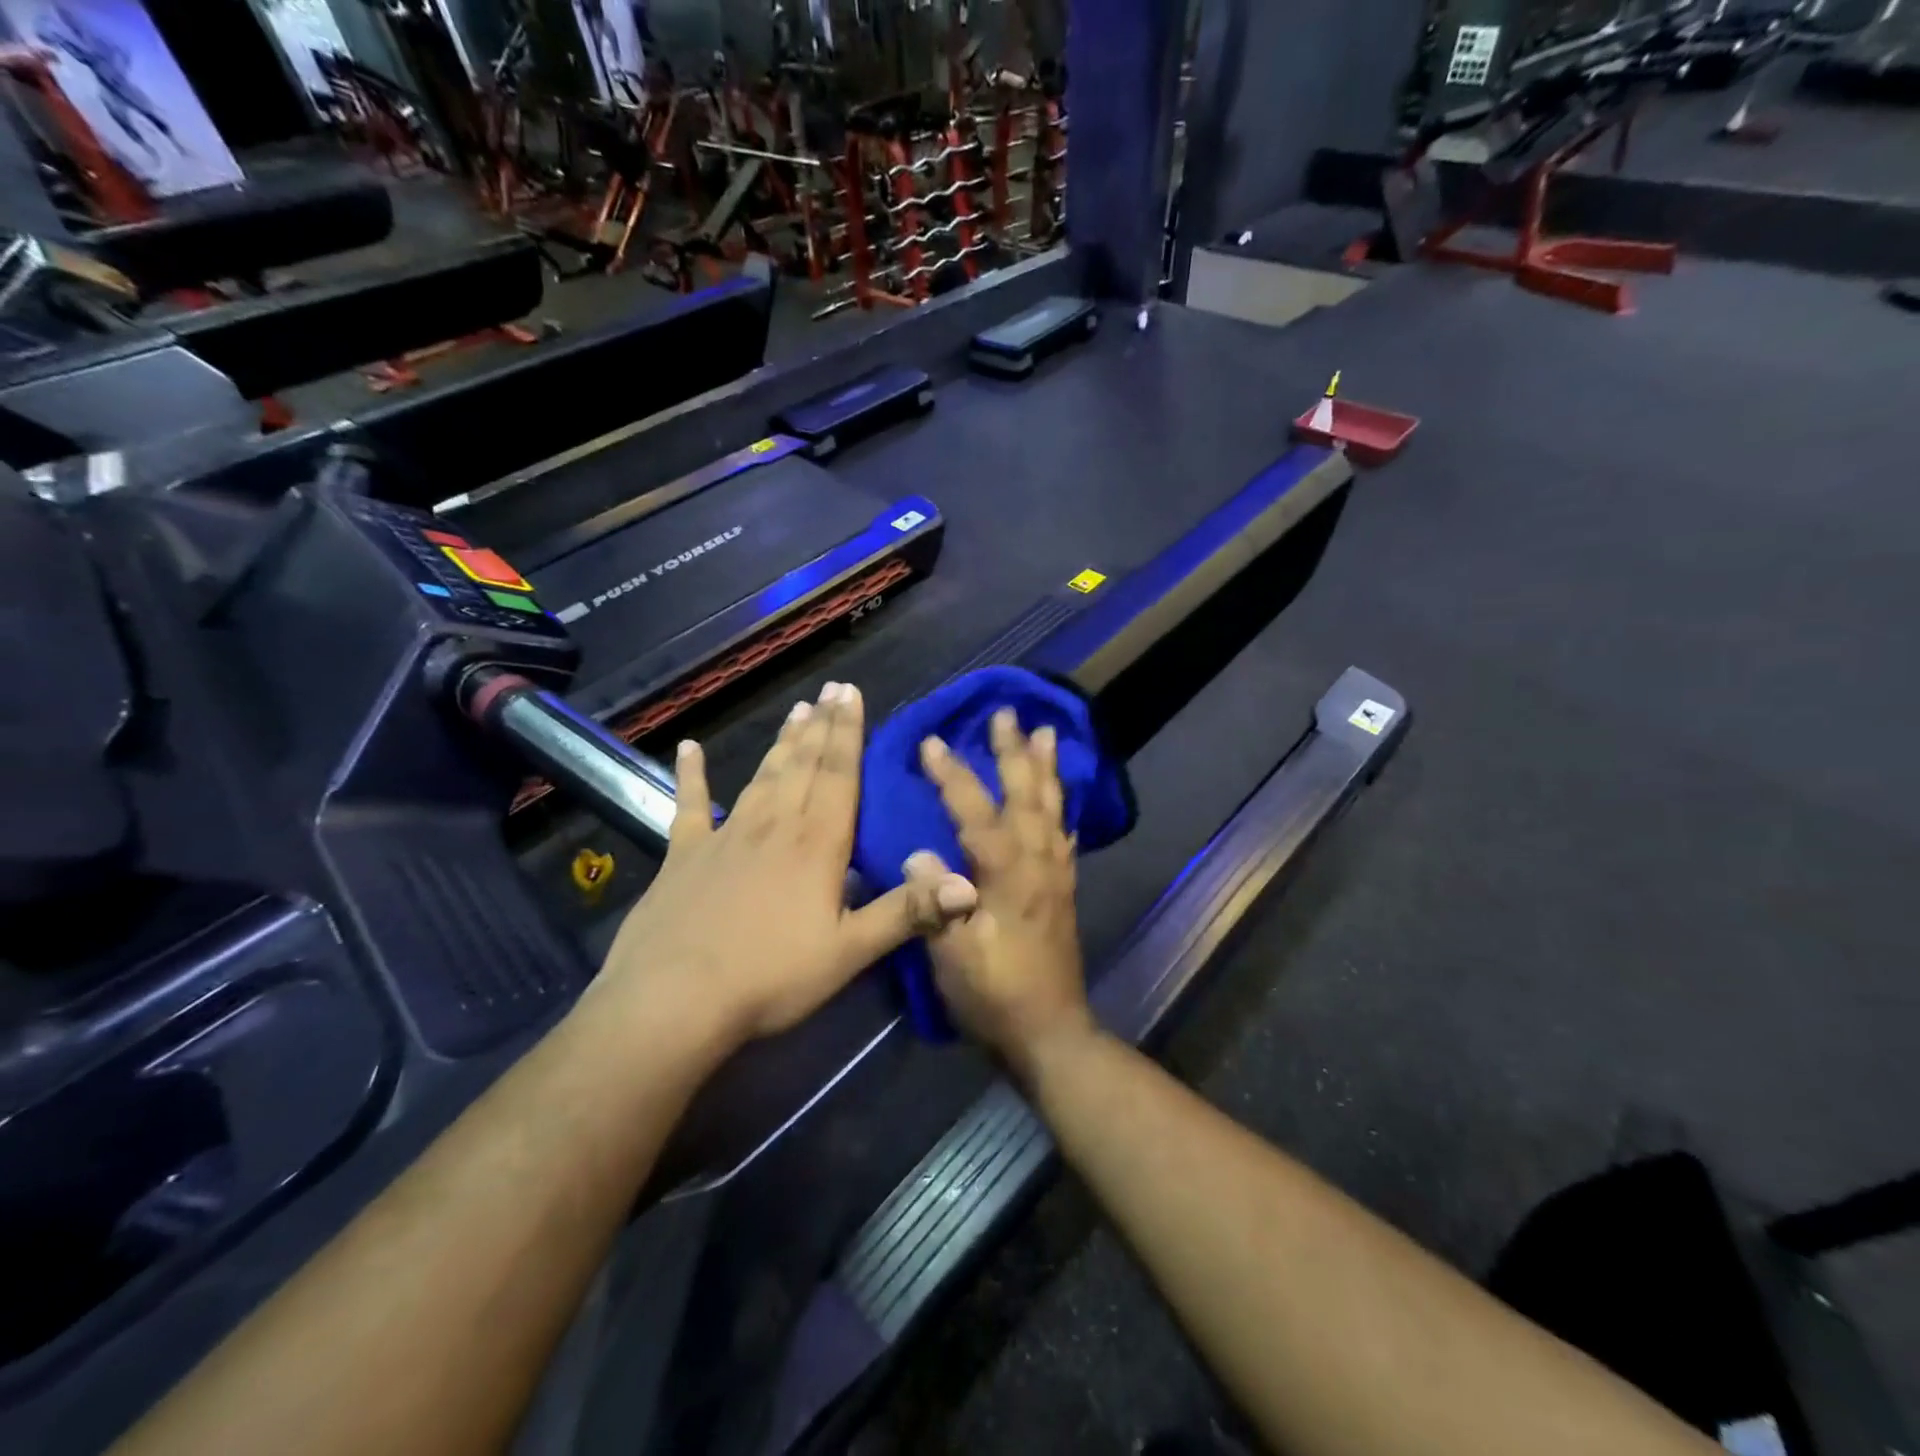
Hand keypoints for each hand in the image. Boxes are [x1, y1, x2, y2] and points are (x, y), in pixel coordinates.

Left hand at [600, 682, 978, 1049]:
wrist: (674, 999)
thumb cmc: (771, 976)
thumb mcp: (848, 951)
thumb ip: (907, 913)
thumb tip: (969, 885)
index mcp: (816, 844)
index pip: (838, 775)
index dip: (848, 733)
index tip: (852, 694)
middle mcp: (774, 825)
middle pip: (803, 765)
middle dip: (821, 726)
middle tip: (831, 689)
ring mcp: (725, 836)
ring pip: (762, 777)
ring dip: (782, 743)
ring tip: (797, 710)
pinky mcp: (684, 854)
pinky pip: (689, 805)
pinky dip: (690, 775)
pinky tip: (688, 748)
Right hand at [909, 708, 1095, 1080]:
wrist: (1050, 1032)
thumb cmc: (995, 995)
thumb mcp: (954, 957)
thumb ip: (936, 903)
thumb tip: (920, 854)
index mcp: (1008, 876)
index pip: (977, 813)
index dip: (954, 777)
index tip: (932, 742)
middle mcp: (1038, 864)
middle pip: (1027, 796)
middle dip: (1014, 753)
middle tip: (1007, 714)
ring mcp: (1055, 876)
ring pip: (1052, 808)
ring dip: (1046, 768)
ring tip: (1046, 733)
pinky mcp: (1062, 891)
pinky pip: (1063, 836)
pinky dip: (1060, 807)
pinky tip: (1059, 796)